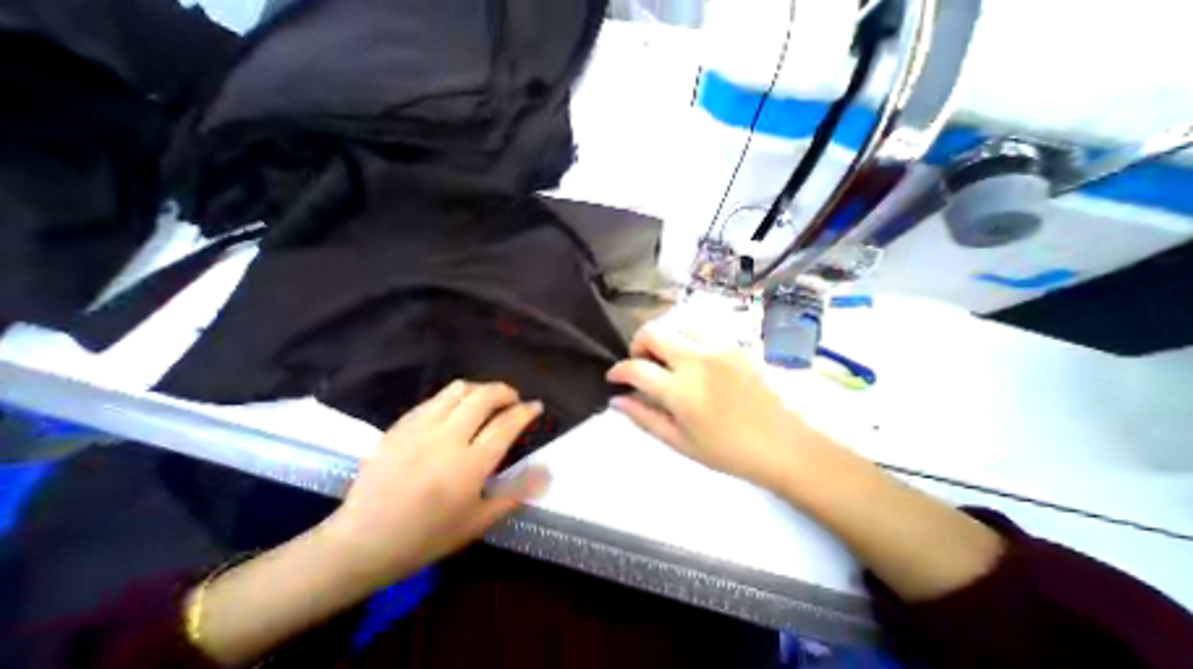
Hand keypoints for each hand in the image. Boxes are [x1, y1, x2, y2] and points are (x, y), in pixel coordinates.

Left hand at [325, 379, 548, 587]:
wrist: (360, 543)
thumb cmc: (426, 537)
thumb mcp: (478, 521)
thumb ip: (516, 492)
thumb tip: (547, 471)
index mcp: (468, 466)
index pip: (506, 425)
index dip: (526, 411)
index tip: (536, 406)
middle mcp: (446, 439)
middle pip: (484, 397)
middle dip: (506, 392)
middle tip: (513, 399)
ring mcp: (420, 429)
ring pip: (459, 390)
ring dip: (481, 389)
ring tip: (487, 400)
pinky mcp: (401, 425)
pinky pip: (435, 398)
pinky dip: (455, 397)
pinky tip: (457, 410)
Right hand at [607, 327, 837, 492]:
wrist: (782, 444)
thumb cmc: (727, 450)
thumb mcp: (679, 442)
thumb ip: (643, 417)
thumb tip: (615, 400)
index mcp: (681, 390)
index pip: (636, 368)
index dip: (618, 371)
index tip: (614, 377)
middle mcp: (697, 360)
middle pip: (653, 332)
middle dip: (637, 345)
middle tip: (642, 365)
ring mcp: (718, 347)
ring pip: (676, 324)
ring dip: (663, 340)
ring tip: (667, 362)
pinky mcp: (734, 344)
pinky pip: (700, 329)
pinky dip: (685, 338)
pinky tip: (692, 359)